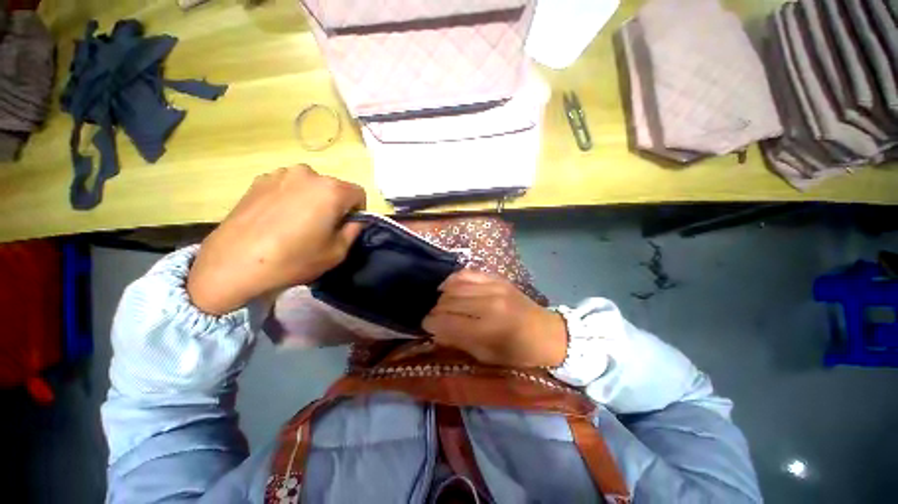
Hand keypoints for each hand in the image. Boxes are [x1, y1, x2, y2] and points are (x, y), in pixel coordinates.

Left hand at [187, 165, 365, 314]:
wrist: (234, 263)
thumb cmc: (294, 259)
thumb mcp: (337, 252)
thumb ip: (353, 231)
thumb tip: (354, 220)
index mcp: (331, 190)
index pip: (358, 193)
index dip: (358, 211)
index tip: (347, 226)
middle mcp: (308, 174)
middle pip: (333, 187)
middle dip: (335, 204)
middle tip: (322, 227)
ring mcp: (280, 174)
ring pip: (310, 186)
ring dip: (312, 200)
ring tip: (297, 222)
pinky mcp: (258, 180)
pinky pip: (287, 186)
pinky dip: (290, 198)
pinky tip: (277, 218)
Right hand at [423, 270, 567, 367]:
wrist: (547, 332)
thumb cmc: (518, 352)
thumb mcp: (488, 356)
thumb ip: (460, 342)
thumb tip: (436, 332)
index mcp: (487, 329)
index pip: (447, 322)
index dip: (430, 324)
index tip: (426, 326)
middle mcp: (488, 304)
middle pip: (448, 302)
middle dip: (435, 311)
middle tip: (433, 318)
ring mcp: (493, 287)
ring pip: (455, 286)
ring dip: (442, 296)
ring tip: (441, 303)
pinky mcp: (497, 278)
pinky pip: (468, 273)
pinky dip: (454, 279)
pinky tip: (448, 286)